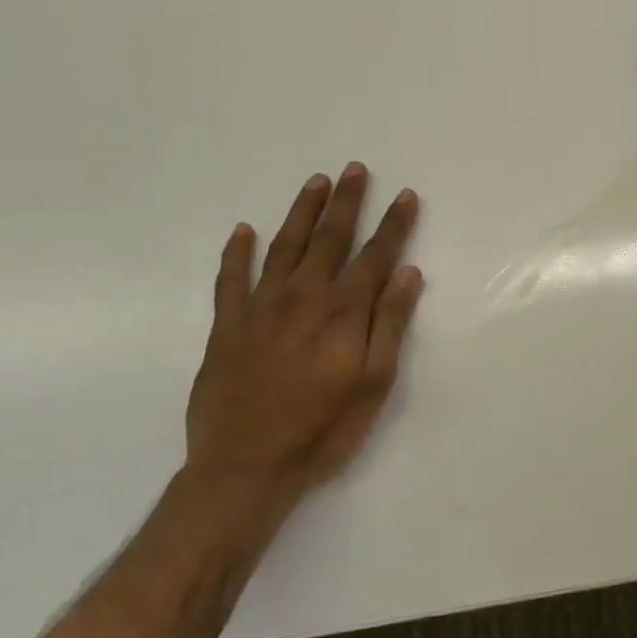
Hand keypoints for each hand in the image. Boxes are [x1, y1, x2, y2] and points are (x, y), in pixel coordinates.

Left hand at [183, 164, 424, 517]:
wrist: (245, 468)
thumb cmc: (323, 429)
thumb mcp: (374, 383)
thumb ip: (390, 324)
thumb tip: (408, 273)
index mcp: (343, 312)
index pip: (376, 255)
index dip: (394, 224)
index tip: (406, 195)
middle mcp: (303, 297)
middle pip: (330, 238)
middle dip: (347, 202)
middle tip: (355, 169)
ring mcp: (260, 307)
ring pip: (284, 246)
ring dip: (302, 212)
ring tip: (315, 182)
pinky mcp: (227, 325)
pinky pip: (231, 279)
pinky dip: (236, 253)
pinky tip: (242, 230)